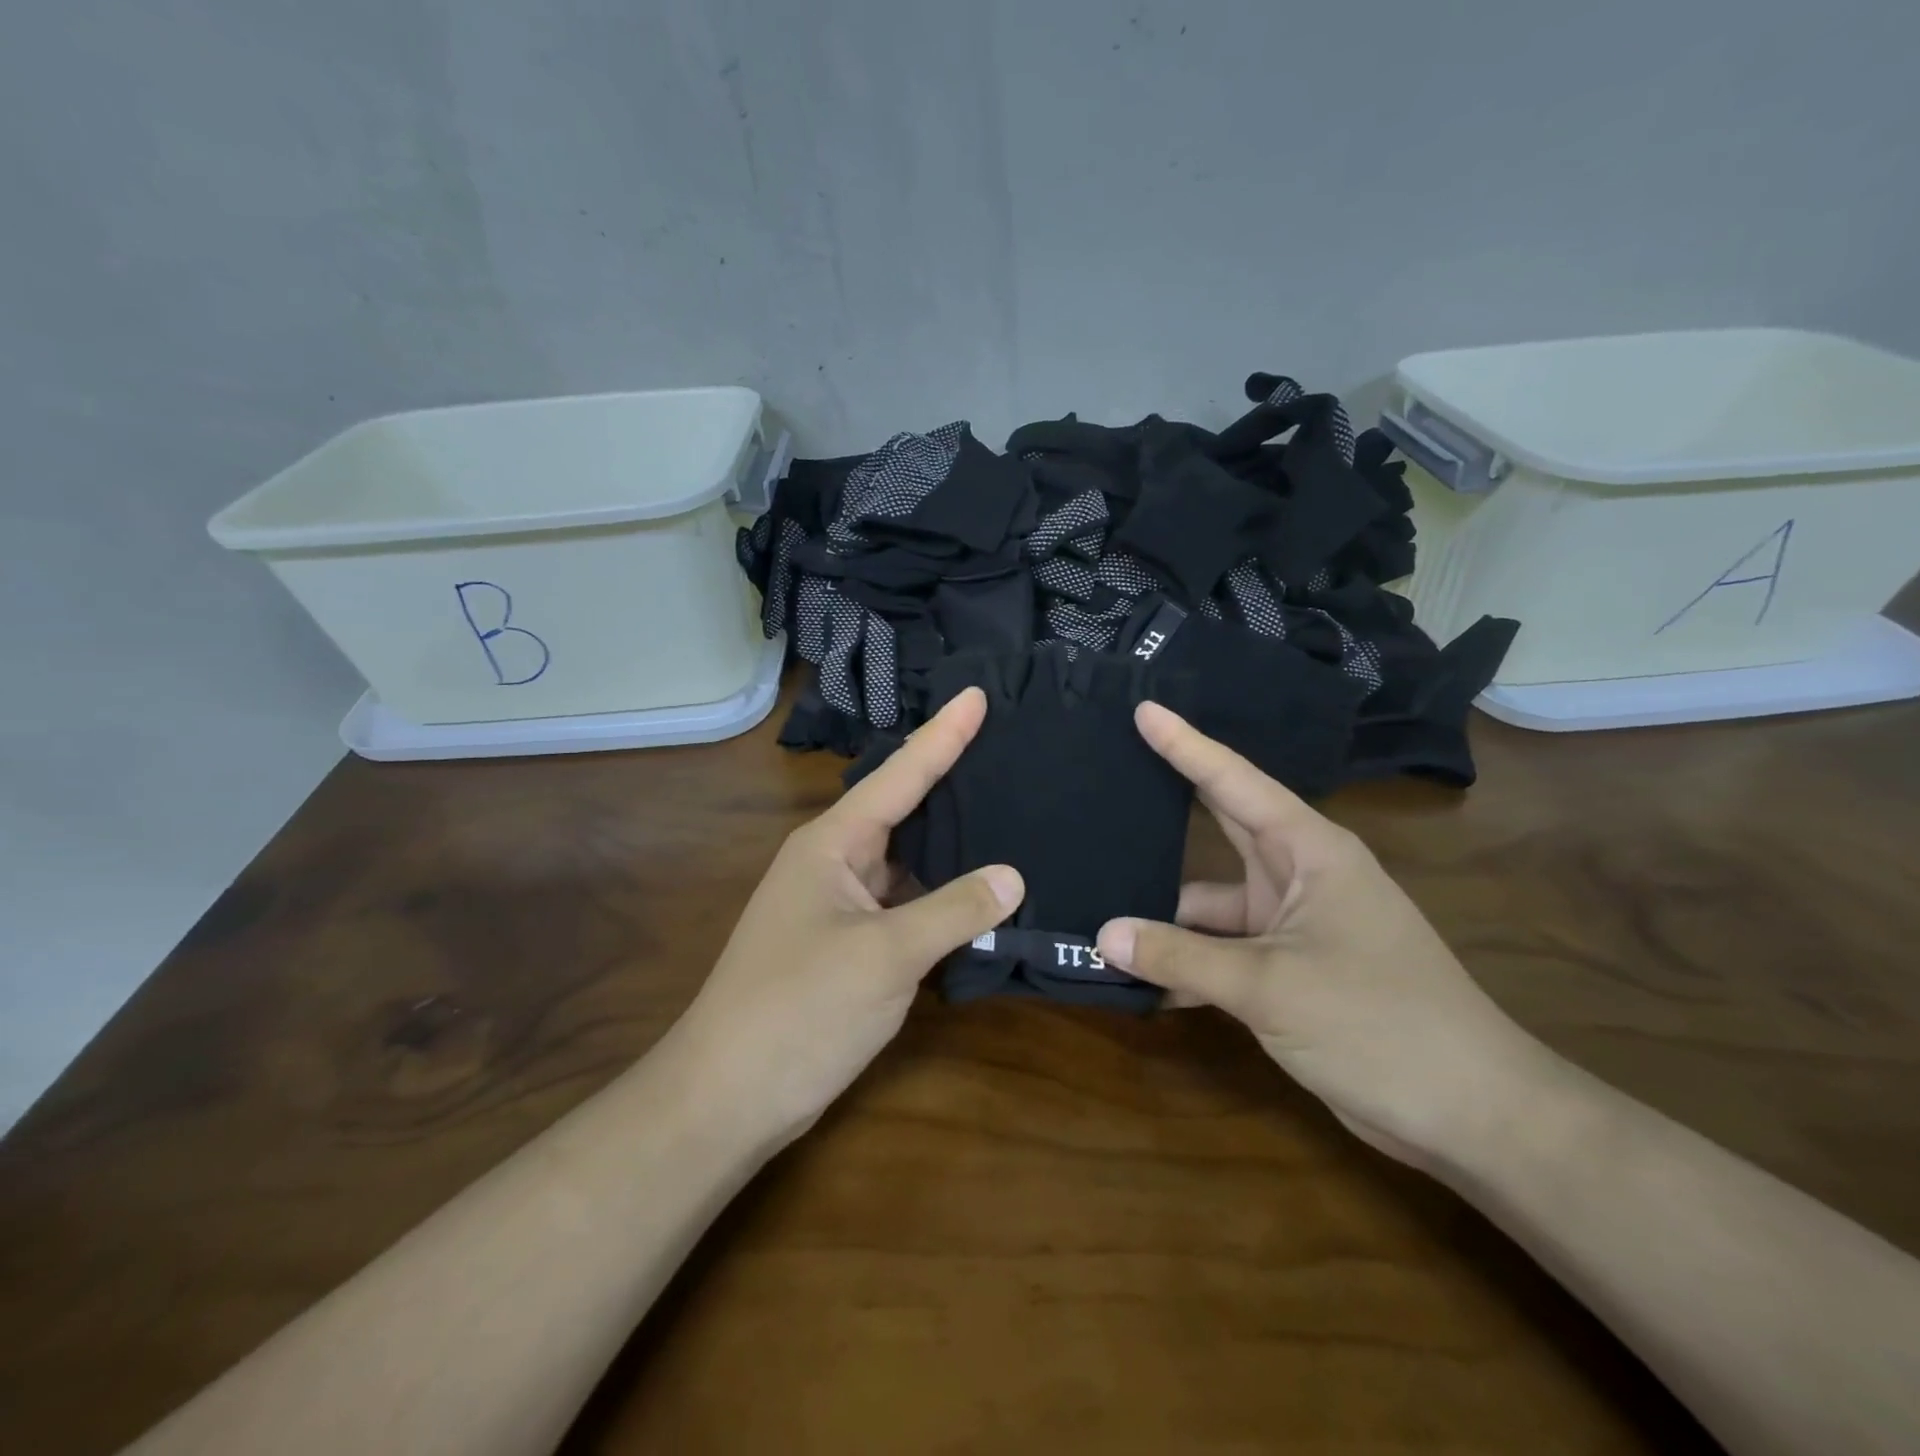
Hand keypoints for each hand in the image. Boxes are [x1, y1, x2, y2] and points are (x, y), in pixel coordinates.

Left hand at [672, 688, 1023, 1146]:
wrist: (728, 1096)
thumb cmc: (800, 1009)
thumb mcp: (885, 956)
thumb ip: (953, 910)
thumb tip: (1013, 875)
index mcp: (831, 843)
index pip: (898, 774)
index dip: (943, 734)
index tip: (979, 694)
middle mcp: (833, 862)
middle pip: (902, 809)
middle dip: (950, 779)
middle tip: (1007, 746)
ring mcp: (839, 905)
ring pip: (905, 859)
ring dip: (950, 843)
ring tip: (1007, 808)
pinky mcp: (848, 944)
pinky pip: (903, 902)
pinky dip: (940, 895)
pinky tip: (979, 889)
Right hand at [1097, 703, 1556, 1166]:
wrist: (1471, 1115)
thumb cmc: (1378, 1023)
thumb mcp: (1269, 986)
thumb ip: (1180, 957)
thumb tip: (1102, 934)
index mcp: (1310, 852)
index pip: (1234, 782)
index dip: (1185, 745)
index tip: (1143, 709)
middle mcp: (1299, 877)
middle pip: (1220, 830)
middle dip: (1168, 808)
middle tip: (1111, 777)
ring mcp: (1293, 926)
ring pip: (1211, 906)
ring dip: (1165, 919)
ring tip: (1096, 914)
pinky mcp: (1288, 971)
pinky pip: (1221, 952)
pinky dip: (1185, 964)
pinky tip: (1137, 979)